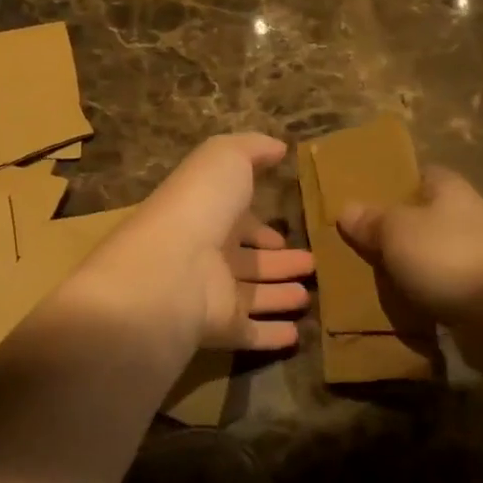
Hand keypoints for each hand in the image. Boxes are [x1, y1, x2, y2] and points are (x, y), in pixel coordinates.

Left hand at [63, 133, 313, 354]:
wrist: (171, 267)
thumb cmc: (200, 204)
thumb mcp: (225, 158)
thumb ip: (252, 149)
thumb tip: (277, 147)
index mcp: (206, 213)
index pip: (235, 220)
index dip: (259, 225)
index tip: (285, 229)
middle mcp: (206, 253)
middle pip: (247, 259)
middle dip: (277, 261)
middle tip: (311, 264)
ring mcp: (210, 292)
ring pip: (251, 295)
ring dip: (279, 295)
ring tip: (309, 296)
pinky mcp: (218, 328)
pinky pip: (249, 332)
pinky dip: (272, 334)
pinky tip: (298, 334)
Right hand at [335, 167, 482, 336]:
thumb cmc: (448, 257)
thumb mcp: (396, 232)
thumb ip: (371, 220)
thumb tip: (347, 208)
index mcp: (451, 189)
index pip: (422, 174)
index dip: (395, 183)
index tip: (366, 198)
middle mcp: (470, 216)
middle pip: (428, 215)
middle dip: (400, 229)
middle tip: (361, 243)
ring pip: (436, 253)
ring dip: (413, 265)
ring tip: (376, 277)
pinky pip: (447, 287)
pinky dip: (428, 294)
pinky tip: (405, 304)